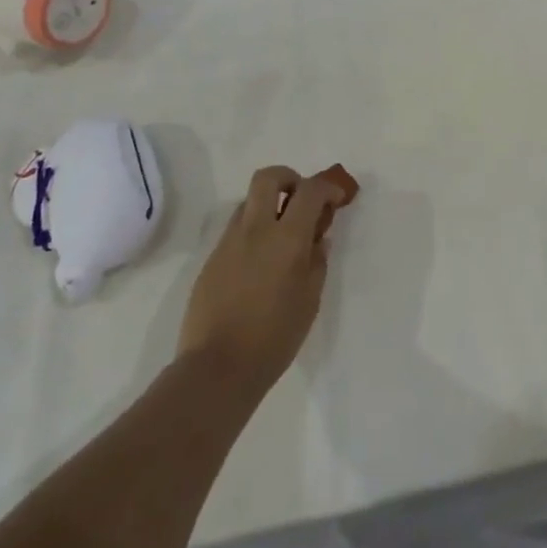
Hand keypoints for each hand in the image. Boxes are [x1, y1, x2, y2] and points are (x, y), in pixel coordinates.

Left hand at [177, 166, 345, 399]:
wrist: (216, 369)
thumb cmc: (274, 337)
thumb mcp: (310, 300)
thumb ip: (317, 262)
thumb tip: (318, 239)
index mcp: (286, 238)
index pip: (310, 190)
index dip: (327, 187)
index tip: (336, 198)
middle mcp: (255, 230)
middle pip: (268, 177)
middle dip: (289, 178)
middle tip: (301, 201)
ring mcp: (228, 243)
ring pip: (248, 203)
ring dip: (268, 207)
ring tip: (281, 238)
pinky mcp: (210, 260)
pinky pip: (235, 231)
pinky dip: (252, 233)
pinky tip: (260, 266)